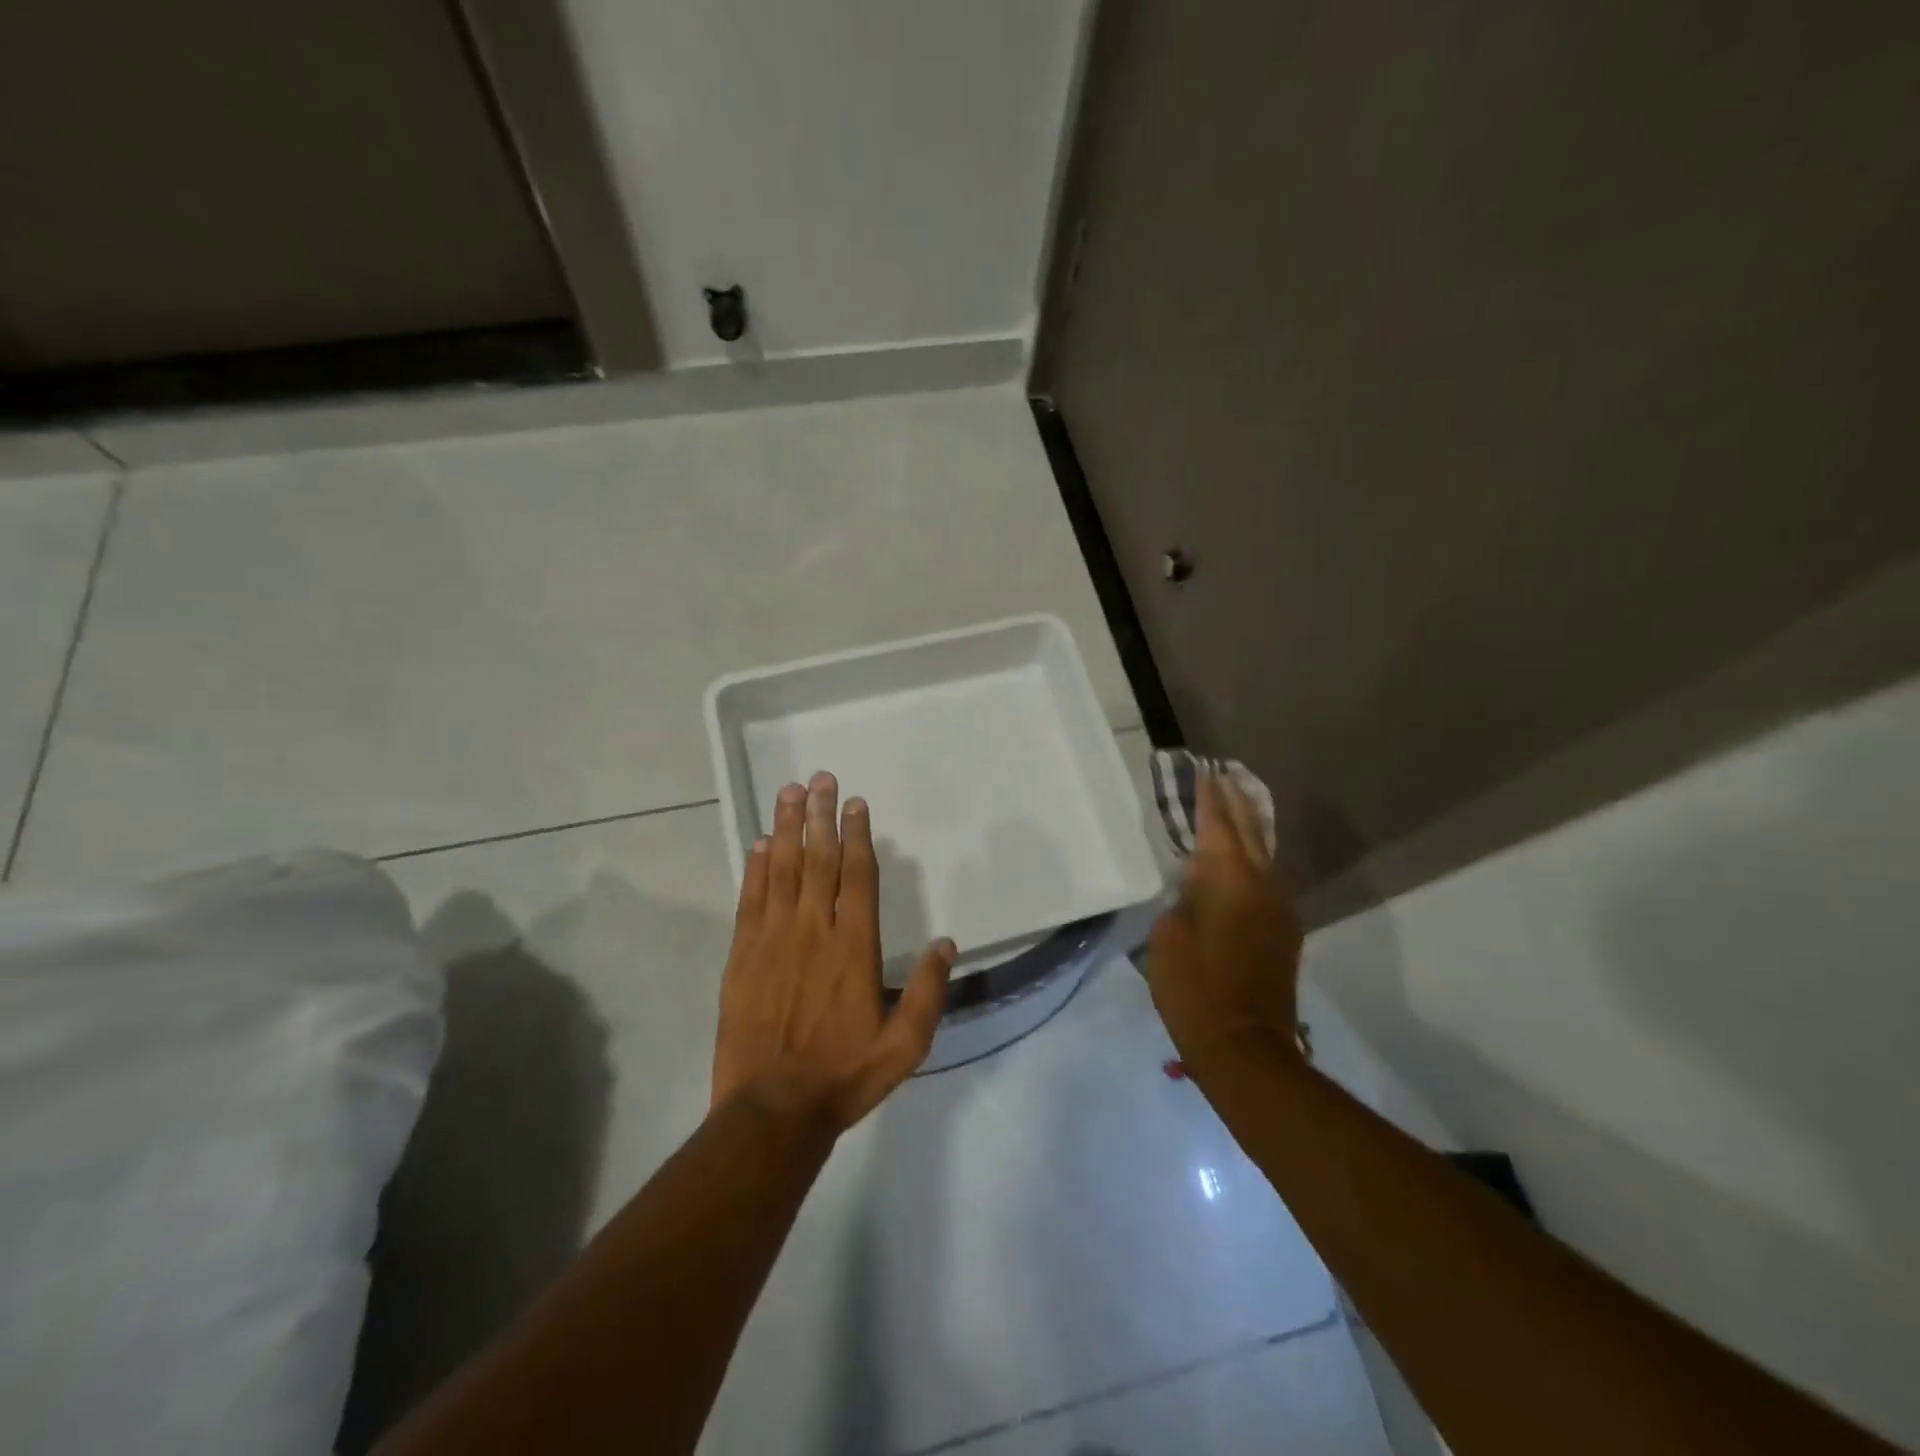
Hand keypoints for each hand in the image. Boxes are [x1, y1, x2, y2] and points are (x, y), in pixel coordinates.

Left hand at [714, 771, 955, 1135]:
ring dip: (785, 829)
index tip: (854, 802)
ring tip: (788, 793)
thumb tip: (948, 944)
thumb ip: (928, 992)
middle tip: (819, 778)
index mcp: (854, 947)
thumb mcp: (904, 1045)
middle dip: (819, 815)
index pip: (857, 876)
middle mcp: (813, 930)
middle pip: (818, 860)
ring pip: (781, 870)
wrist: (772, 1110)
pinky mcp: (743, 956)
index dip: (857, 835)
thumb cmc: (844, 1076)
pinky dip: (754, 870)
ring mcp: (773, 940)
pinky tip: (758, 846)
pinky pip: (750, 900)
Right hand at [1146, 772, 1304, 1075]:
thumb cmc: (1193, 988)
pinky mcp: (1284, 932)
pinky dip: (1252, 859)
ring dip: (1248, 829)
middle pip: (1249, 831)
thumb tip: (1196, 887)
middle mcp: (1262, 885)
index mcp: (1229, 880)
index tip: (1203, 771)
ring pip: (1263, 855)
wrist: (1245, 1047)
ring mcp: (1279, 909)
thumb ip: (1183, 899)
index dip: (1208, 798)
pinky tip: (1242, 859)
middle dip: (1235, 802)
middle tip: (1222, 775)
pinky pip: (1266, 880)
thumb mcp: (1168, 936)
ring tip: (1234, 806)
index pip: (1218, 825)